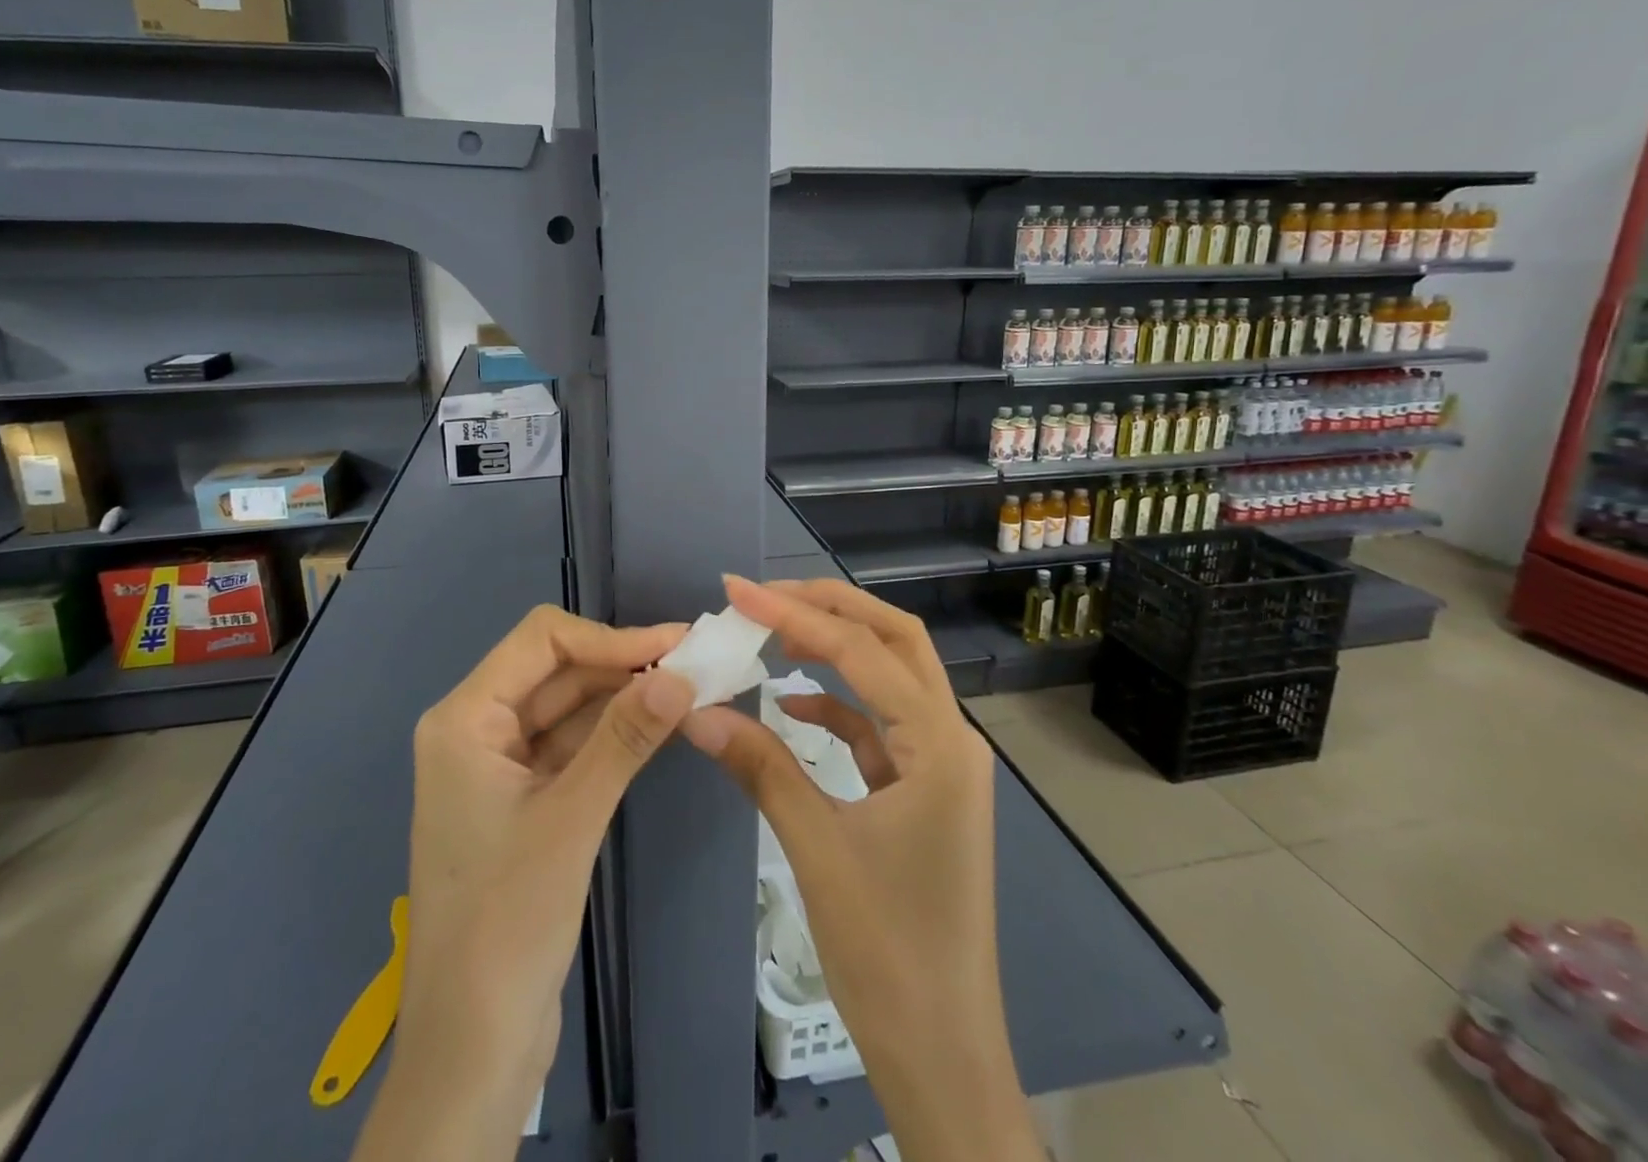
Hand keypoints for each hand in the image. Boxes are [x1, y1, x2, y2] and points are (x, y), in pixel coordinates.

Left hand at [359, 605, 692, 1160]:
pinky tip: (659, 724)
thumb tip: (679, 674)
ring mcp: (500, 765)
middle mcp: (476, 729)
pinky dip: (613, 732)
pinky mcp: (524, 797)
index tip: (674, 645)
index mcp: (464, 720)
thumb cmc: (507, 923)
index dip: (610, 637)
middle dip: (622, 663)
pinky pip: (572, 744)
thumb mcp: (571, 819)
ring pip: (568, 706)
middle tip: (695, 661)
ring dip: (623, 695)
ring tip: (688, 685)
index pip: (541, 641)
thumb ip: (624, 739)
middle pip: (556, 670)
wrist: (473, 1045)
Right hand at [681, 575, 1044, 1161]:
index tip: (739, 593)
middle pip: (895, 641)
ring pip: (889, 677)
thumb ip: (760, 767)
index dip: (798, 615)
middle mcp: (951, 739)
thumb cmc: (888, 952)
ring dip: (835, 648)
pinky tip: (792, 703)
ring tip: (773, 632)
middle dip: (831, 608)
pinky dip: (836, 705)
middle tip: (765, 595)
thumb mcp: (817, 848)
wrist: (941, 1054)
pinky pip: (878, 726)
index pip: (862, 652)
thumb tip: (697, 710)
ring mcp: (939, 765)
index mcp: (940, 745)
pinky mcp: (920, 790)